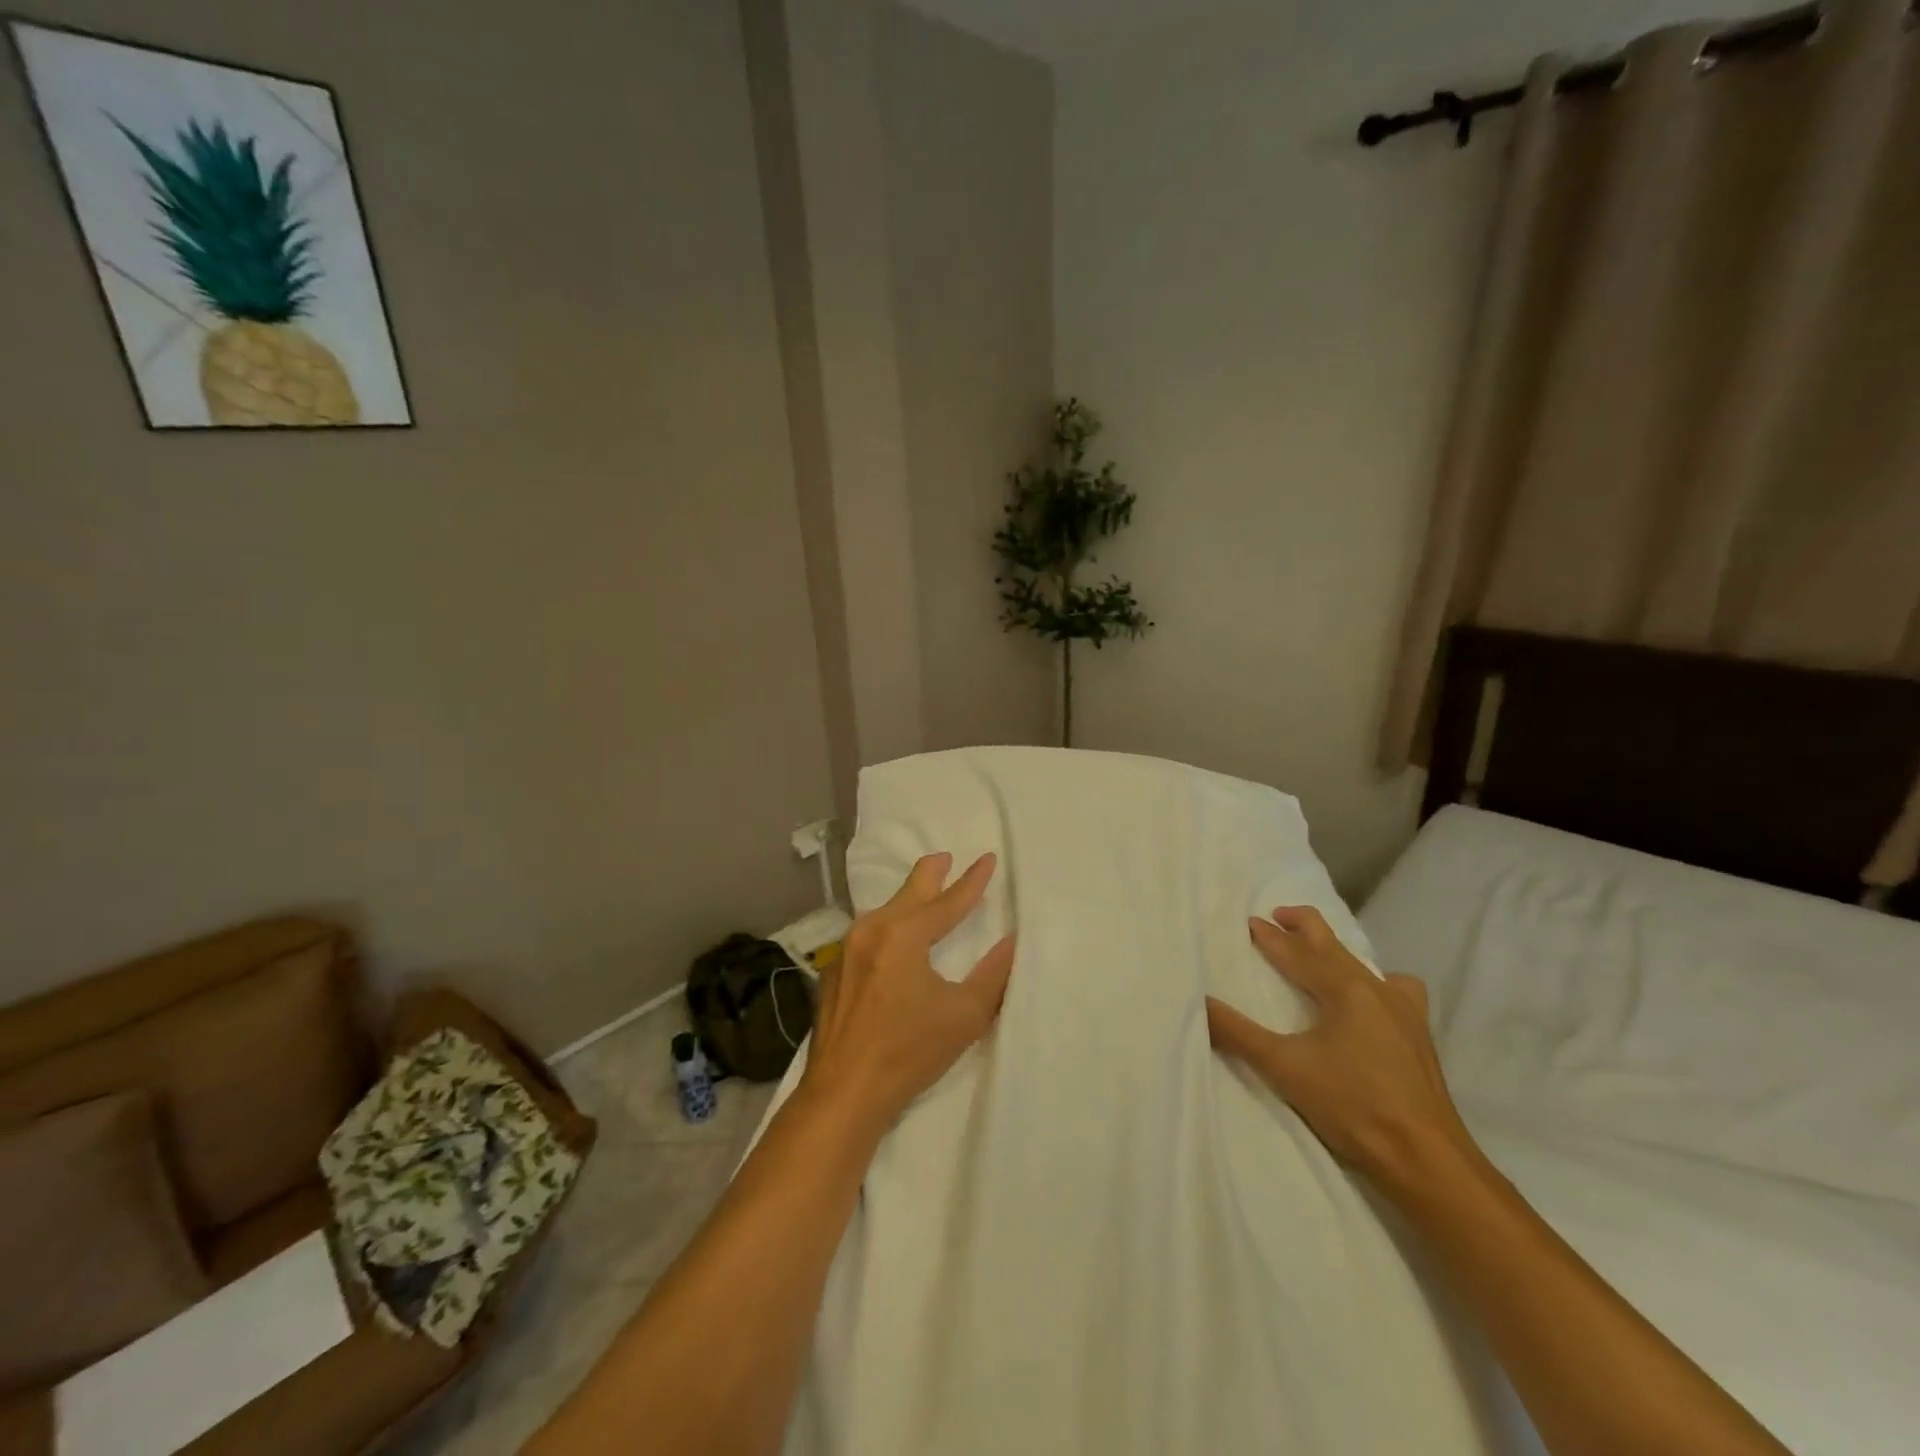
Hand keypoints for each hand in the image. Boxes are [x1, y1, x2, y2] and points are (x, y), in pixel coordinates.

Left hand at [801, 852, 1015, 1131]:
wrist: (843, 1092)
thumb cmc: (908, 1052)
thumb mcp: (964, 1015)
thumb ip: (993, 975)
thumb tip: (1012, 942)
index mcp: (903, 935)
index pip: (947, 902)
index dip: (971, 881)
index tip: (988, 858)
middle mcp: (870, 931)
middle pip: (908, 893)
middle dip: (930, 874)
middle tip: (945, 858)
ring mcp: (845, 950)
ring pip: (883, 912)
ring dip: (906, 900)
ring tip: (922, 894)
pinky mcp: (832, 972)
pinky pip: (865, 935)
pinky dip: (885, 927)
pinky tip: (889, 940)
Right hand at [1205, 906, 1472, 1194]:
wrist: (1426, 1159)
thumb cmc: (1353, 1106)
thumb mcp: (1285, 1068)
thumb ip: (1237, 1033)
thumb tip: (1199, 1002)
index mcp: (1344, 988)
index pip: (1297, 952)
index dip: (1270, 936)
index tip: (1249, 922)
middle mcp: (1376, 988)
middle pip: (1332, 945)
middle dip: (1303, 928)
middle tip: (1277, 917)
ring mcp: (1404, 1010)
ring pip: (1362, 964)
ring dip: (1333, 951)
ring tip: (1315, 954)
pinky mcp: (1418, 1034)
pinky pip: (1393, 989)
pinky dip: (1373, 981)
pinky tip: (1369, 999)